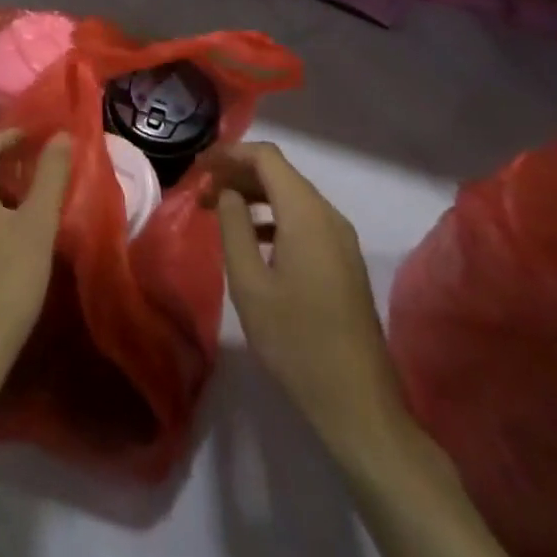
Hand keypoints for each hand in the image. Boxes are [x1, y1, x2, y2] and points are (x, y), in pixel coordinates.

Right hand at [208, 142, 406, 461]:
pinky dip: (274, 217)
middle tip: (202, 192)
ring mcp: (341, 238)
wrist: (357, 402)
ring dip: (254, 196)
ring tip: (218, 212)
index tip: (199, 167)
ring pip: (292, 196)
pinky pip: (304, 220)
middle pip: (279, 174)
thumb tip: (227, 192)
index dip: (230, 153)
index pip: (266, 157)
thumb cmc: (295, 341)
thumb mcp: (250, 284)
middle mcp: (328, 215)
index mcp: (306, 214)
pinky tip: (252, 239)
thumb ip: (234, 228)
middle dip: (238, 174)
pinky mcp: (344, 259)